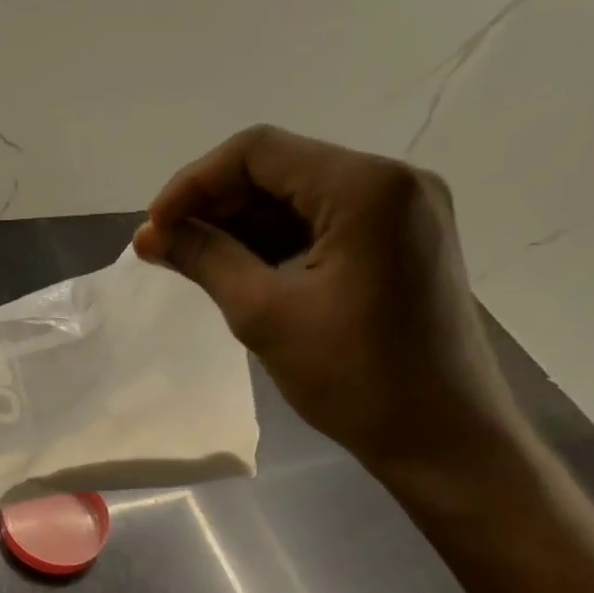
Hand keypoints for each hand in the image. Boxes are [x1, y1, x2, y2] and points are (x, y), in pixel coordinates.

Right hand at [134, 125, 521, 484]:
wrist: (445, 440)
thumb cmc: (356, 379)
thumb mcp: (265, 315)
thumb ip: (204, 259)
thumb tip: (148, 235)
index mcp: (366, 187)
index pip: (259, 152)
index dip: (194, 183)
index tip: (155, 228)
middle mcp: (394, 181)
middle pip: (281, 168)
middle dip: (216, 204)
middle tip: (168, 247)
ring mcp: (405, 210)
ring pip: (300, 195)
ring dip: (243, 223)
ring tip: (196, 262)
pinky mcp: (404, 240)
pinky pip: (326, 222)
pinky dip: (277, 239)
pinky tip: (242, 270)